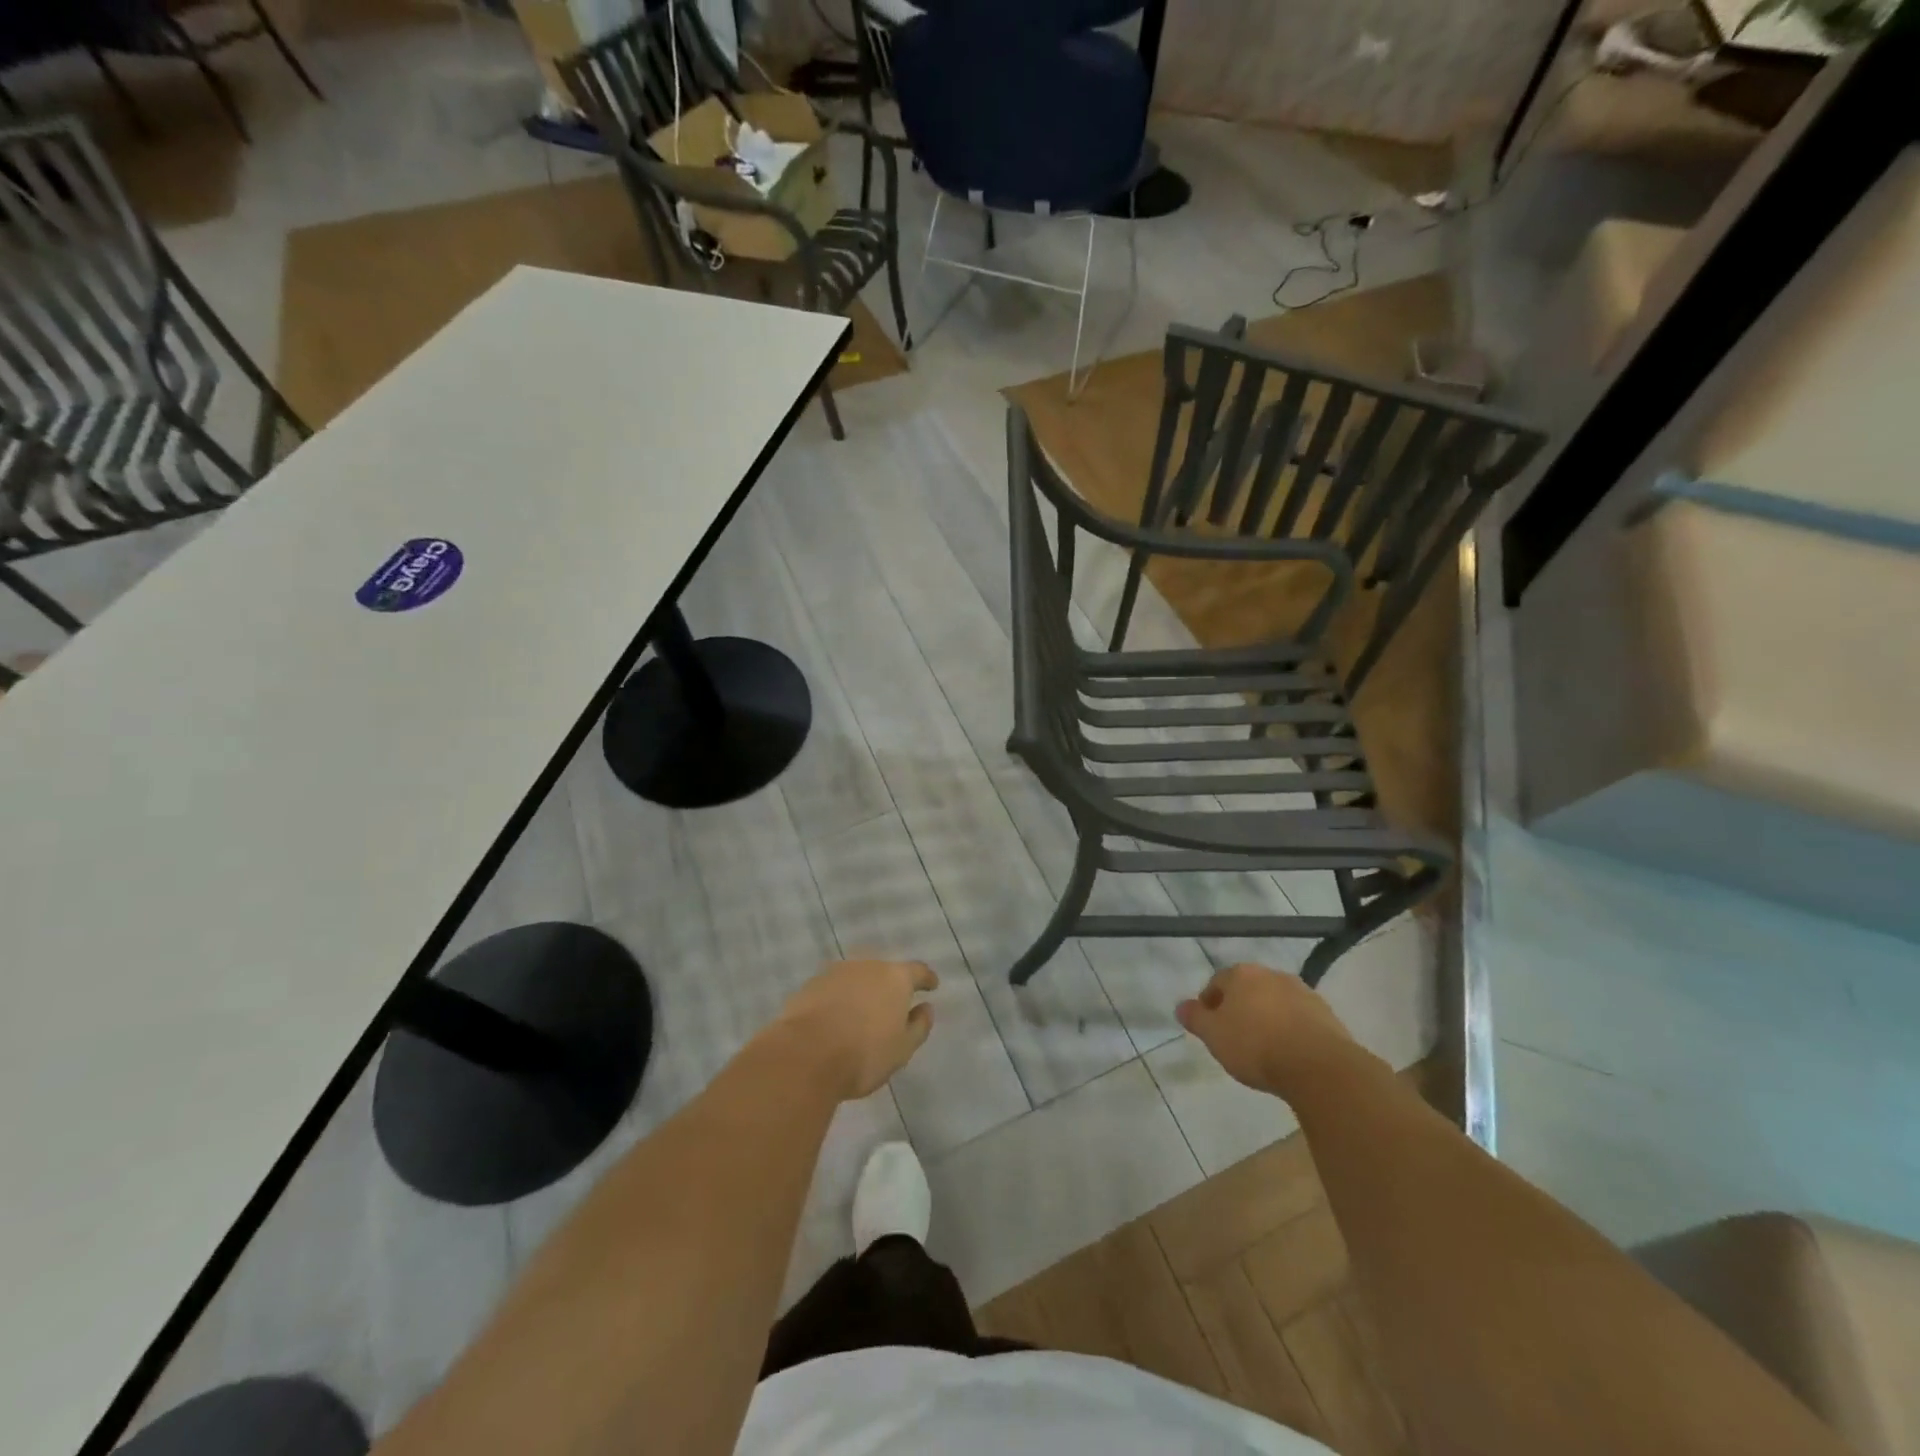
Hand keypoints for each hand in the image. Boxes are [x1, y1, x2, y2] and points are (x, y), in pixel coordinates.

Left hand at [774, 959, 937, 1100]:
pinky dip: (838, 1000)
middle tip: (892, 1006)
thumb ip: (919, 1026)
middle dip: (889, 986)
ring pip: (856, 978)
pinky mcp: (810, 985)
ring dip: (862, 991)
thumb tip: (926, 1008)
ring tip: (862, 1013)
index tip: (932, 986)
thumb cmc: (864, 1054)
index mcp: (895, 978)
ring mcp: (835, 973)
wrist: (805, 1056)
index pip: (918, 971)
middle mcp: (866, 966)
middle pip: (884, 971)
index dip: (926, 979)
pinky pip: (833, 989)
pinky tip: (835, 1019)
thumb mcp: (903, 1049)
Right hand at [1177, 963, 1357, 1099]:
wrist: (1318, 1066)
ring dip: (1267, 1018)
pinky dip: (1291, 1030)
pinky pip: (1299, 1019)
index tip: (1210, 1028)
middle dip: (1240, 1009)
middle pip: (1248, 989)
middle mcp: (1272, 974)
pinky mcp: (1326, 1014)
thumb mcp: (1213, 1035)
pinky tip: (1289, 1053)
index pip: (1217, 982)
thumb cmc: (1255, 1045)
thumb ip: (1195, 1018)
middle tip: (1235, 1038)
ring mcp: (1302, 992)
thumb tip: (1181, 1006)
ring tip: (1264, 1048)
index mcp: (1241, 974)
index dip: (1209, 1004)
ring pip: (1275, 1002)